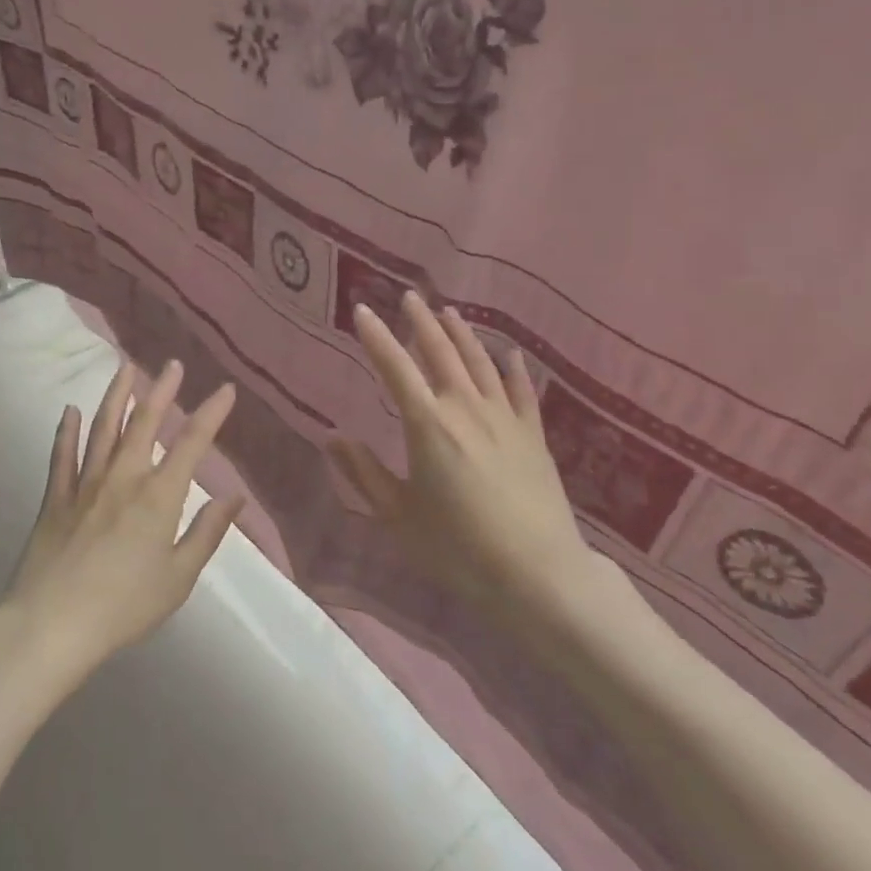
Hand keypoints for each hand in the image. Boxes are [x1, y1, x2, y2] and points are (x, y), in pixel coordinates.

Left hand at [0, 359, 242, 685]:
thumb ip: (207, 533)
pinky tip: (71, 411)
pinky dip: (67, 431)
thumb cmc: (124, 606)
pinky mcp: (54, 499)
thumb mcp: (179, 577)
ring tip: (125, 369)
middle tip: (171, 364)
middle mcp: (123, 477)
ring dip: (116, 396)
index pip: (192, 443)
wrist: (51, 625)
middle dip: (161, 390)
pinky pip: (61, 457)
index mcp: (159, 496)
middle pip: (144, 422)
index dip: (211, 412)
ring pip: (103, 429)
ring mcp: (84, 484)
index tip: (225, 389)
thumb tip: (235, 497)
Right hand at [331, 292, 599, 630]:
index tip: (362, 309)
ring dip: (462, 335)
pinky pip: (522, 391)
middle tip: (409, 296)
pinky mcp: (533, 435)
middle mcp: (466, 408)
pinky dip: (514, 369)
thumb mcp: (398, 516)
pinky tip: (511, 355)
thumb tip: (332, 438)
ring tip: (449, 313)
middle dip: (420, 322)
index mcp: (428, 424)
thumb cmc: (458, 548)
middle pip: (440, 353)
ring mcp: (505, 418)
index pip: (395, 368)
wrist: (538, 574)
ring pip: (480, 363)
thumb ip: (364, 474)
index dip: (376, 337)